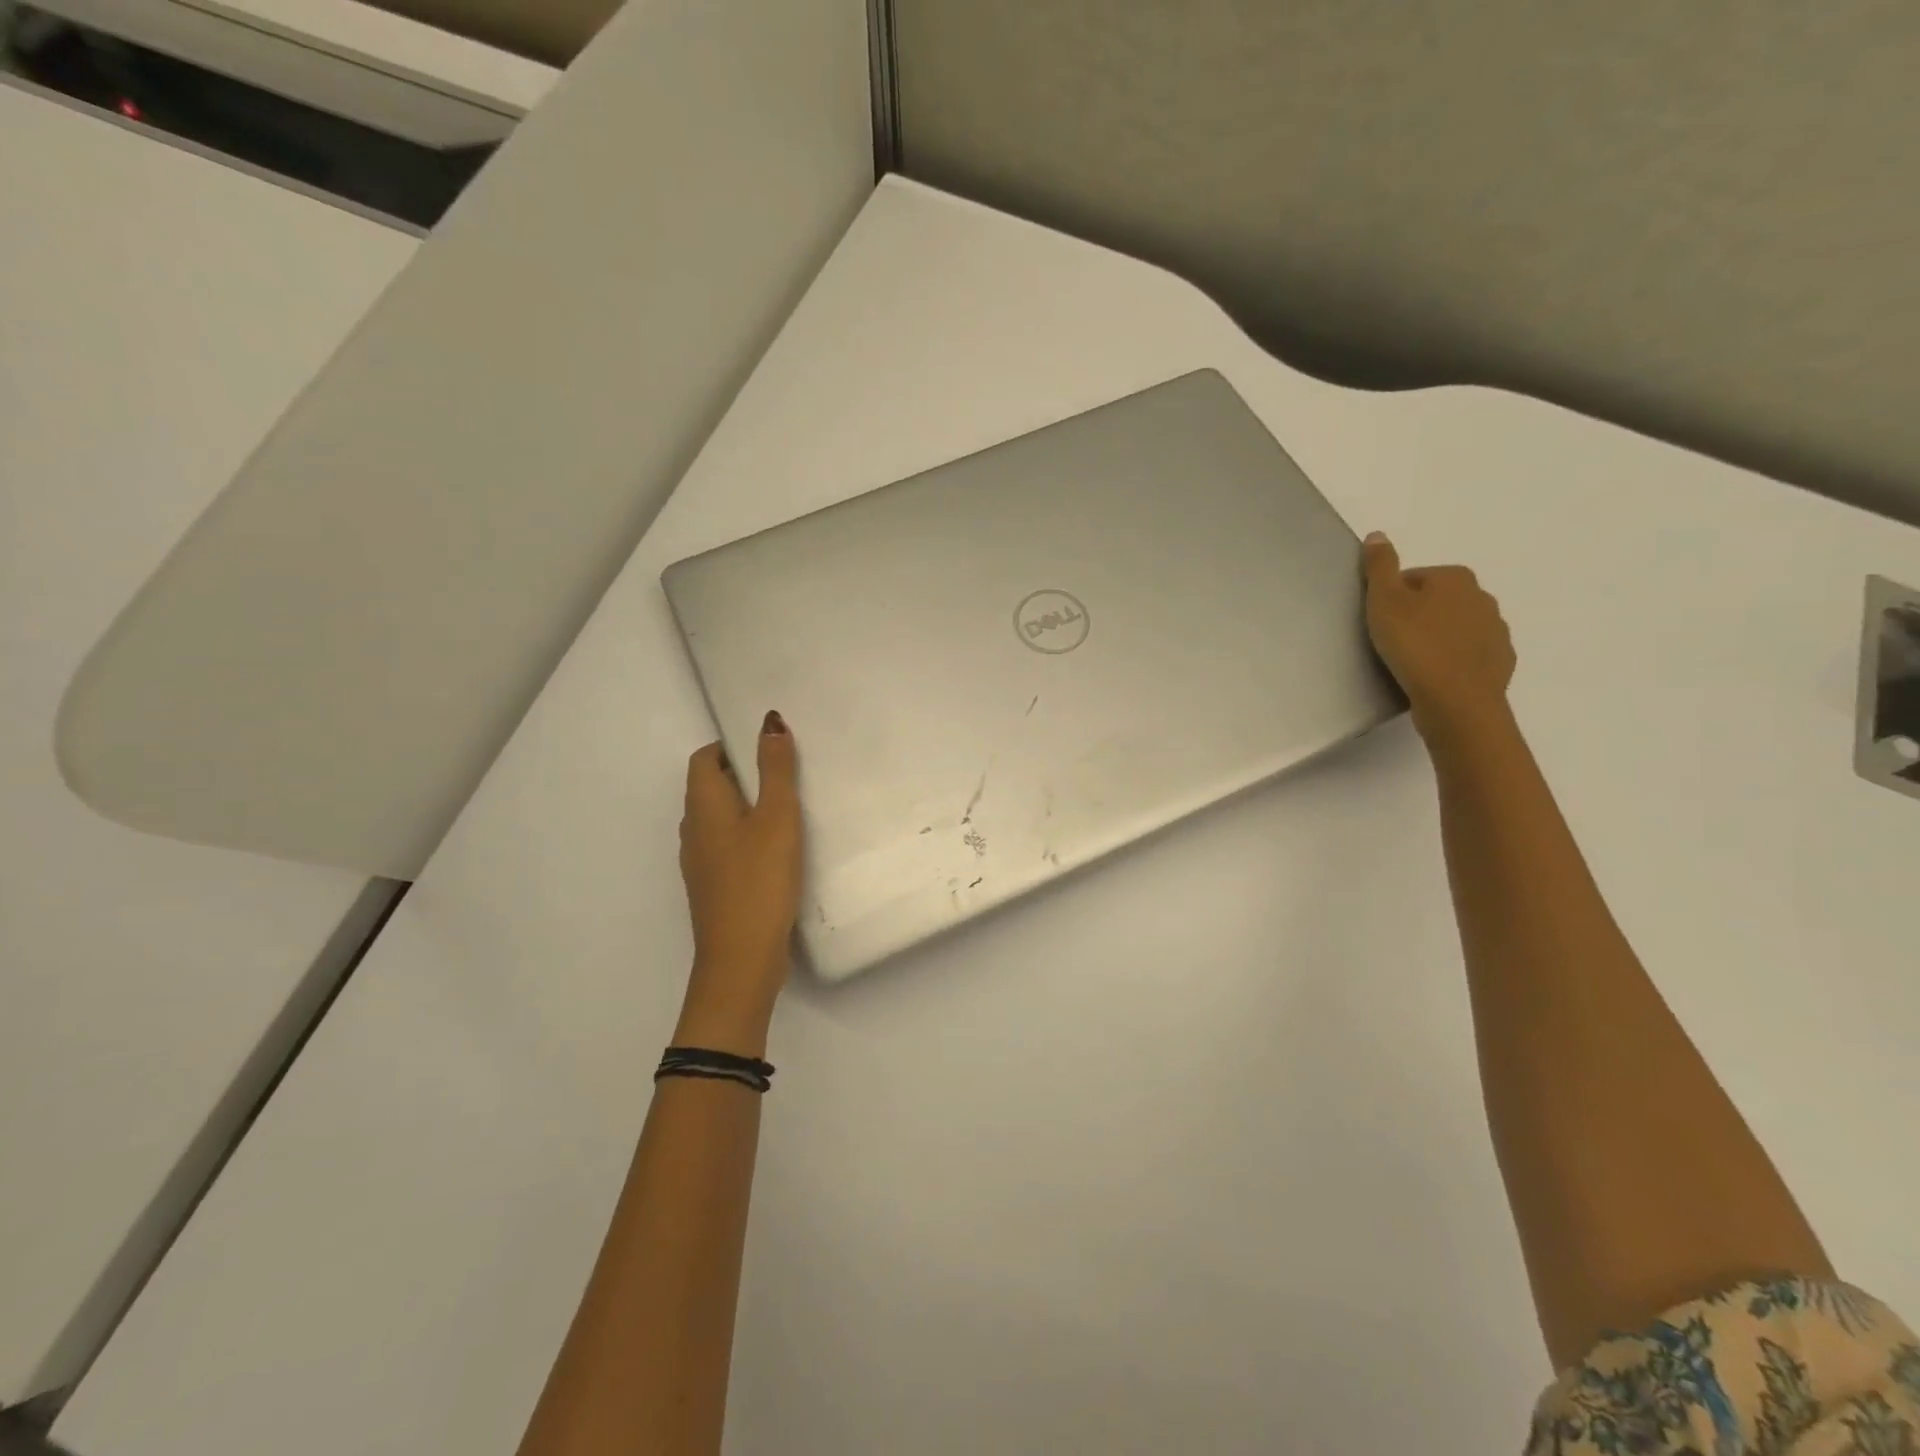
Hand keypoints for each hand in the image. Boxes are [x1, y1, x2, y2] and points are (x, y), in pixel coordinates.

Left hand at [675, 712, 802, 1052]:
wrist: (741, 959)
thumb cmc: (759, 880)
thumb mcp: (777, 817)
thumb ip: (776, 769)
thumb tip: (769, 721)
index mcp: (702, 806)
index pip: (704, 759)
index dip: (731, 746)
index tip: (768, 749)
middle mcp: (693, 830)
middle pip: (711, 787)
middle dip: (744, 774)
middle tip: (787, 773)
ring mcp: (700, 862)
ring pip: (720, 819)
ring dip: (748, 807)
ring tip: (789, 809)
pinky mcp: (714, 887)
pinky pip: (727, 846)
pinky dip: (748, 836)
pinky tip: (779, 851)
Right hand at [1362, 533, 1515, 737]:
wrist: (1456, 700)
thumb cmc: (1414, 646)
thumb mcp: (1384, 601)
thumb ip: (1380, 566)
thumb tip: (1378, 535)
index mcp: (1455, 578)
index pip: (1414, 578)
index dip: (1392, 598)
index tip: (1380, 621)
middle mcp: (1483, 597)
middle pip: (1438, 600)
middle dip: (1418, 615)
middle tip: (1393, 641)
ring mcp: (1496, 630)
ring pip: (1457, 627)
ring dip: (1438, 637)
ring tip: (1413, 662)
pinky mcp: (1500, 661)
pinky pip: (1470, 654)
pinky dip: (1453, 660)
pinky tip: (1435, 676)